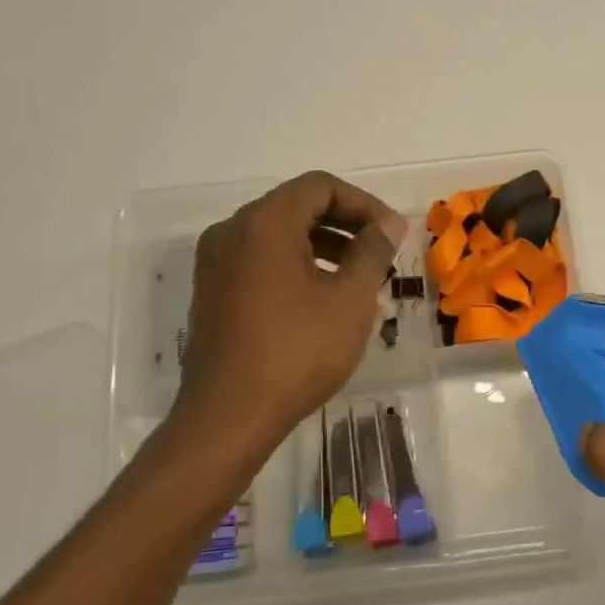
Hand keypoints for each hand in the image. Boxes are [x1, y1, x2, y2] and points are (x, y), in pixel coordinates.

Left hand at [165, 171, 406, 469]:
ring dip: (324, 247)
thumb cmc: (297, 352)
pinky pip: (260, 262)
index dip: (364, 204)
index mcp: (264, 223)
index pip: (320, 186)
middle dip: (346, 225)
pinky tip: (323, 301)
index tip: (393, 235)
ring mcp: (215, 264)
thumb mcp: (350, 299)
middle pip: (297, 206)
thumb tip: (388, 224)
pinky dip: (296, 267)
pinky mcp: (212, 293)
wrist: (228, 417)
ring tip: (359, 280)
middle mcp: (232, 232)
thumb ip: (372, 252)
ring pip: (278, 236)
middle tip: (382, 255)